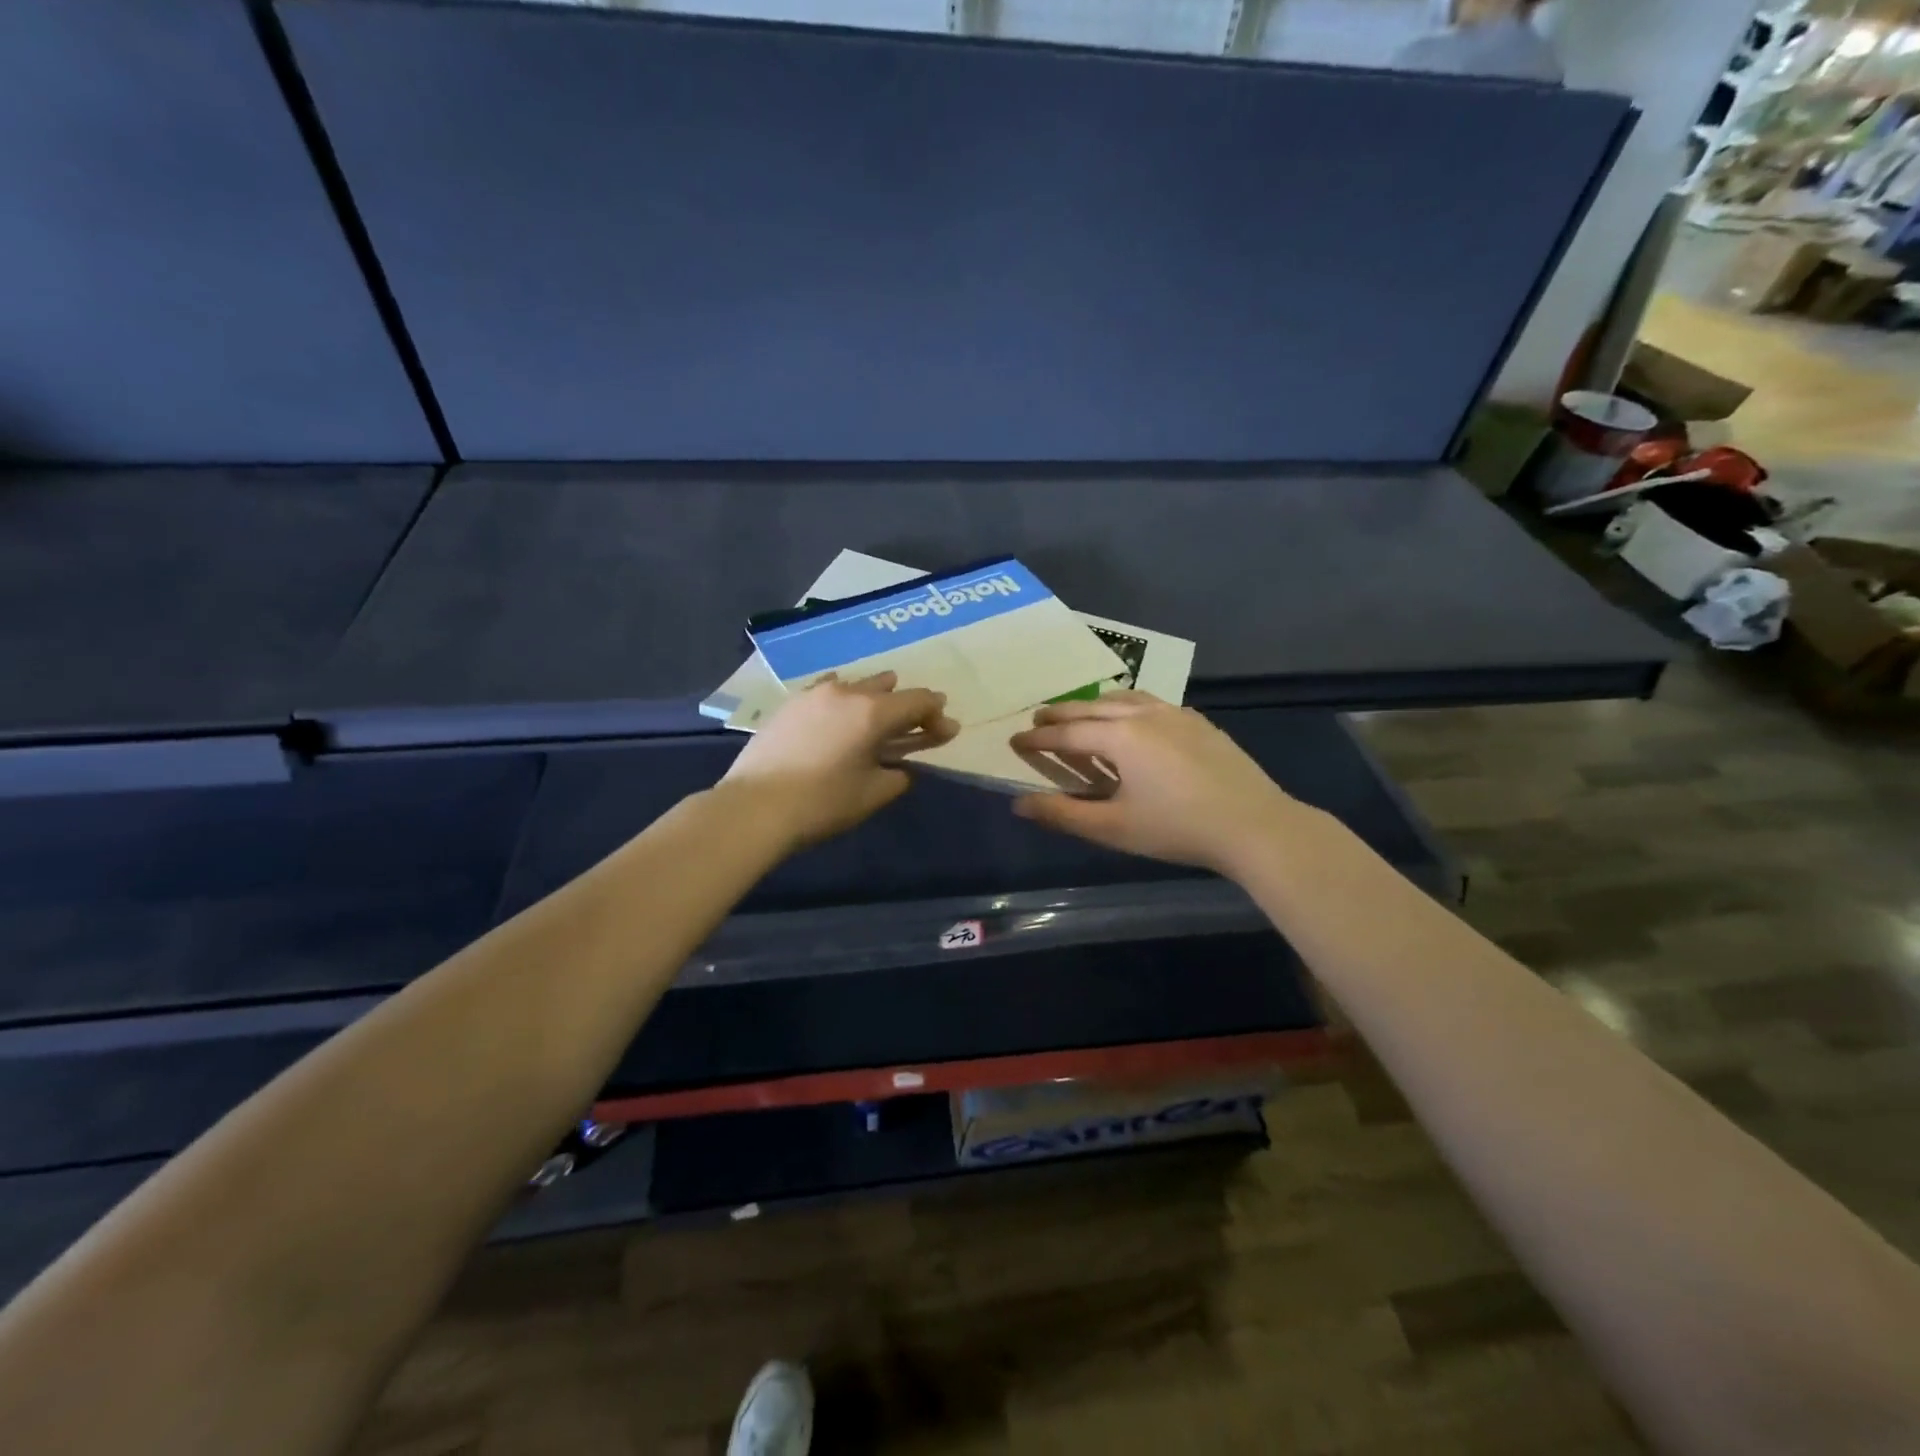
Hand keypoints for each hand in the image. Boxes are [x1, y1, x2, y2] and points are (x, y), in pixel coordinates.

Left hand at [722, 672, 956, 849]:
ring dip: (874, 697)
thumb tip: (899, 769)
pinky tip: (839, 712)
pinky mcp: (789, 704)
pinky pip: (827, 691)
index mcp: (873, 712)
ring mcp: (814, 694)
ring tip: (877, 716)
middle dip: (907, 704)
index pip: (918, 701)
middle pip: (888, 687)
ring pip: (856, 684)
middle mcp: (847, 693)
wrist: (754, 807)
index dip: (937, 715)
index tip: (946, 732)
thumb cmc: (822, 803)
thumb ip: (896, 776)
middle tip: (915, 725)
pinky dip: (843, 699)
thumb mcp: (871, 795)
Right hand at [1008, 692, 1321, 873]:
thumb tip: (1019, 805)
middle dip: (1062, 713)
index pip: (1067, 733)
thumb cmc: (1177, 828)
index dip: (1038, 739)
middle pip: (1092, 706)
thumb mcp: (1113, 827)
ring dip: (1095, 704)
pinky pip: (1151, 703)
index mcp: (1120, 736)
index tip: (1014, 741)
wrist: (1255, 825)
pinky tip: (1133, 722)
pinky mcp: (1199, 723)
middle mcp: (1144, 714)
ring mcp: (1176, 714)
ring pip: (1124, 698)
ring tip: (1081, 715)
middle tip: (1039, 719)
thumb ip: (1063, 814)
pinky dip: (1127, 707)